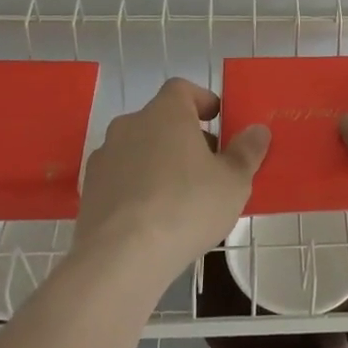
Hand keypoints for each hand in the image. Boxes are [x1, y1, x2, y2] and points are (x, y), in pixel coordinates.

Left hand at [75, 78, 270, 278]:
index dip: (201, 101)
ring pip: (139, 150)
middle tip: (208, 167)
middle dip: (184, 137)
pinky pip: (121, 179)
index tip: (217, 120)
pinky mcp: (89, 190)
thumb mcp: (233, 182)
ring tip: (180, 198)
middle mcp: (130, 124)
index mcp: (166, 112)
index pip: (182, 89)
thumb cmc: (186, 206)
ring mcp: (104, 157)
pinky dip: (137, 188)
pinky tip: (152, 219)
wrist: (120, 258)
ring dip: (159, 163)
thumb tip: (258, 130)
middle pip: (161, 120)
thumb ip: (247, 152)